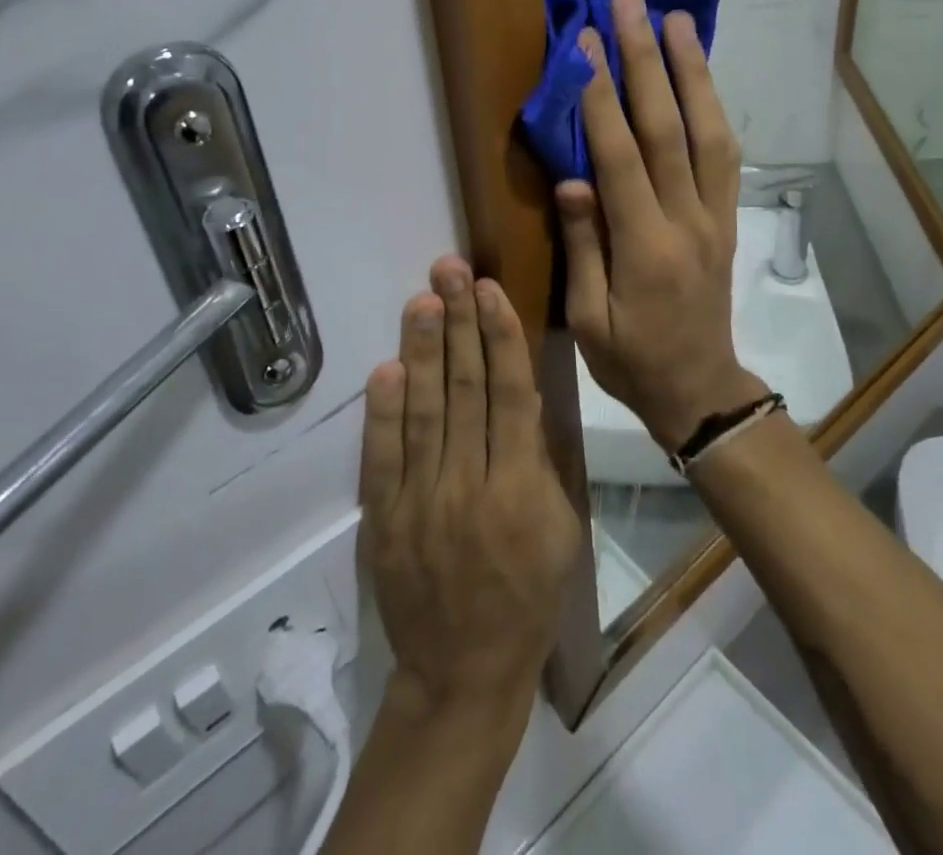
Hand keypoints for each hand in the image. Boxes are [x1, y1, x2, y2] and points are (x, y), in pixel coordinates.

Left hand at [359, 256, 581, 718]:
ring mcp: (421, 500)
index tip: (490, 290)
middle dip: (458, 323)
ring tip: (421, 299)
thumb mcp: (560, 526)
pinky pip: (382, 456)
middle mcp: (469, 483)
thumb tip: (521, 391)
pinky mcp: (384, 517)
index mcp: (520, 487)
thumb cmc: (527, 594)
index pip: (510, 394)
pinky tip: (385, 368)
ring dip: (421, 350)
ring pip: (423, 410)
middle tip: (450, 270)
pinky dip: (383, 411)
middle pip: (464, 389)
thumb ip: (540, 458)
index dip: (500, 337)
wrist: (464, 671)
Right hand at [555, 0, 767, 449]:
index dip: (601, 97)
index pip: (621, 156)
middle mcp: (687, 220)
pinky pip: (725, 154)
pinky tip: (701, 76)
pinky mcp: (727, 217)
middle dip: (647, 61)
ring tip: (677, 20)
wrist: (700, 389)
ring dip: (692, 71)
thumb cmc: (632, 360)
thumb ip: (585, 244)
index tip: (586, 43)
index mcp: (646, 248)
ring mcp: (715, 215)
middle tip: (633, 4)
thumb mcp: (588, 319)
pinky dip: (714, 107)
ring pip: (708, 131)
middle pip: (669, 127)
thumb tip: (573, 178)